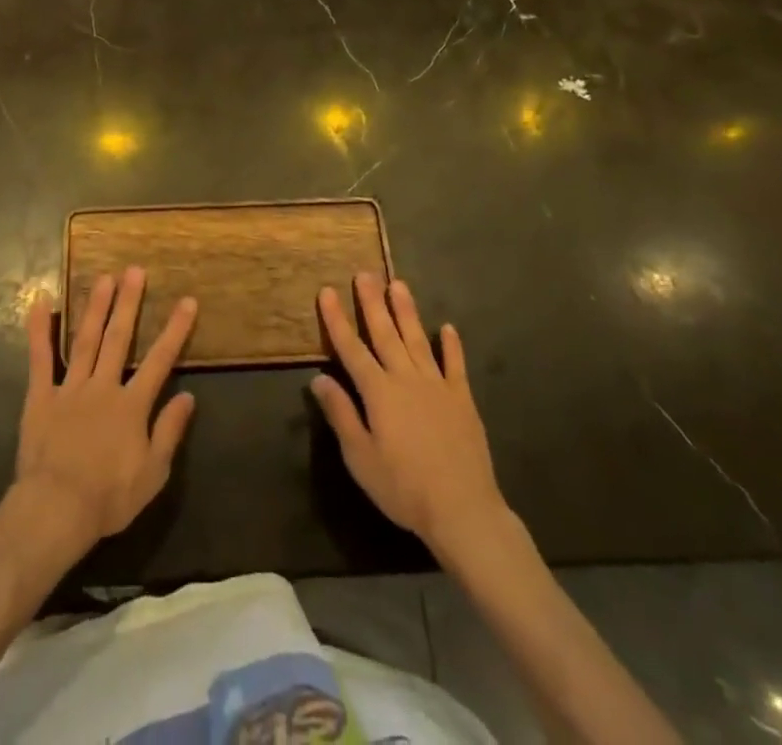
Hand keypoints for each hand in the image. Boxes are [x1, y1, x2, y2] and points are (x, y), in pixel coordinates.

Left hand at [13, 268, 196, 558]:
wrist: (57, 510)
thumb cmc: (109, 497)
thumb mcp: (153, 473)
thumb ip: (170, 431)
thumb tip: (188, 396)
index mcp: (132, 405)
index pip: (160, 360)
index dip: (175, 329)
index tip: (187, 300)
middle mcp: (103, 386)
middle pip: (119, 338)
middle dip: (129, 303)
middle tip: (135, 270)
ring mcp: (70, 388)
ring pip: (85, 339)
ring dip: (96, 307)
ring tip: (104, 278)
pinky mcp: (41, 396)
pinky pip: (40, 358)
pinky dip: (39, 329)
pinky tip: (41, 301)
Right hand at [312, 275, 509, 561]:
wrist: (463, 509)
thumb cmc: (403, 487)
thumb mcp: (360, 457)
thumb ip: (340, 414)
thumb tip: (318, 378)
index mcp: (378, 392)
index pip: (351, 348)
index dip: (336, 320)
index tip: (326, 291)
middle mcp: (406, 378)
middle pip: (385, 333)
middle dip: (372, 302)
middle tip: (364, 273)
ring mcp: (437, 386)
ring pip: (417, 340)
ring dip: (406, 311)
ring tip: (398, 284)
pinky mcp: (462, 399)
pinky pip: (455, 365)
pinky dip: (451, 345)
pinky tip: (448, 328)